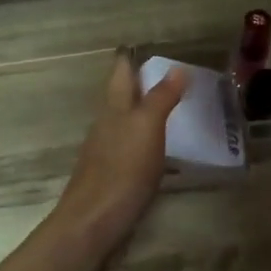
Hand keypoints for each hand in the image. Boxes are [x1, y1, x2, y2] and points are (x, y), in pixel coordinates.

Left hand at [52, 55, 187, 256]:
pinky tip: (165, 153)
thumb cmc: (121, 170)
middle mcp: (107, 125)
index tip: (147, 46)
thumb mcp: (147, 128)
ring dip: (147, 114)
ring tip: (175, 111)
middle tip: (173, 77)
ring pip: (128, 124)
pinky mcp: (114, 178)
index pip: (121, 72)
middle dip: (142, 85)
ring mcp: (107, 153)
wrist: (93, 224)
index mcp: (114, 108)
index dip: (131, 58)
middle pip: (123, 97)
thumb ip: (161, 98)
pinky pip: (134, 150)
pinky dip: (149, 143)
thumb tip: (176, 68)